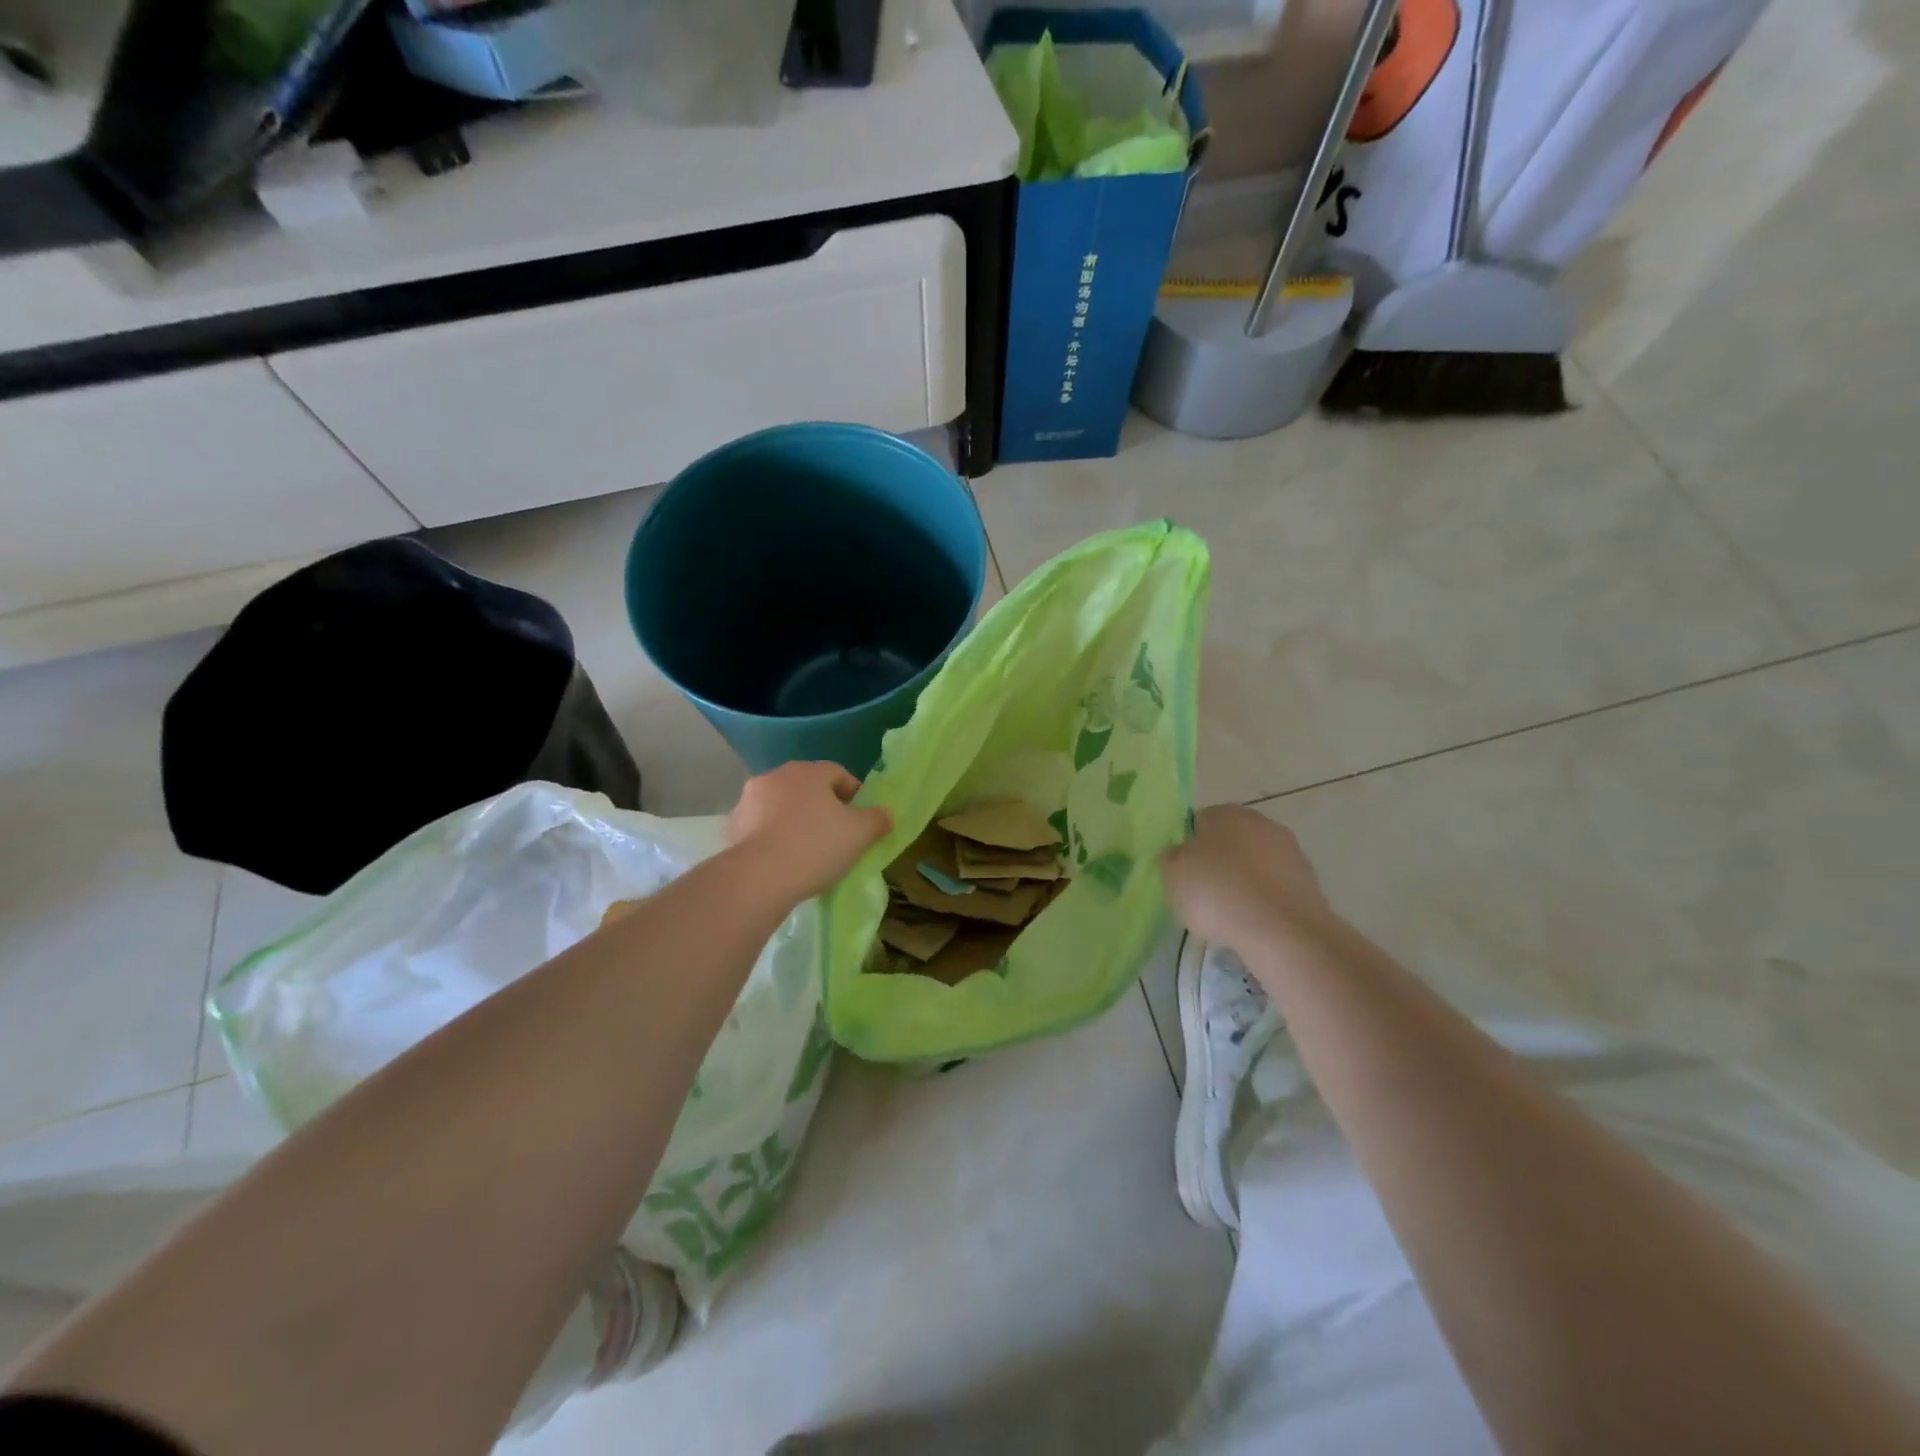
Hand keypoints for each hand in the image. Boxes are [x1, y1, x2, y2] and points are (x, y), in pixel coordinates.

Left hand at [725, 762, 892, 901]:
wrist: (757, 878)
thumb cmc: (815, 847)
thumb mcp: (860, 834)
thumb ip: (877, 819)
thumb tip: (885, 813)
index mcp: (809, 772)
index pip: (839, 774)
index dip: (854, 795)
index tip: (861, 820)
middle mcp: (776, 776)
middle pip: (808, 787)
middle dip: (823, 807)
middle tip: (836, 835)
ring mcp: (749, 799)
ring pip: (782, 806)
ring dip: (795, 820)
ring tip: (807, 851)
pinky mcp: (732, 825)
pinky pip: (761, 826)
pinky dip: (773, 836)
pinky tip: (782, 860)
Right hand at [1160, 805, 1336, 948]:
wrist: (1281, 929)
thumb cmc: (1216, 893)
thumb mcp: (1172, 876)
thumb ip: (1171, 859)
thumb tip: (1177, 854)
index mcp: (1223, 813)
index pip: (1198, 822)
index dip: (1188, 848)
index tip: (1184, 874)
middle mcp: (1259, 821)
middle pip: (1230, 840)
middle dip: (1219, 861)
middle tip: (1205, 893)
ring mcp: (1289, 849)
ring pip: (1255, 862)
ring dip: (1244, 879)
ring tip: (1231, 913)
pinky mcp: (1309, 879)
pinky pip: (1275, 884)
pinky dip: (1265, 897)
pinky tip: (1255, 920)